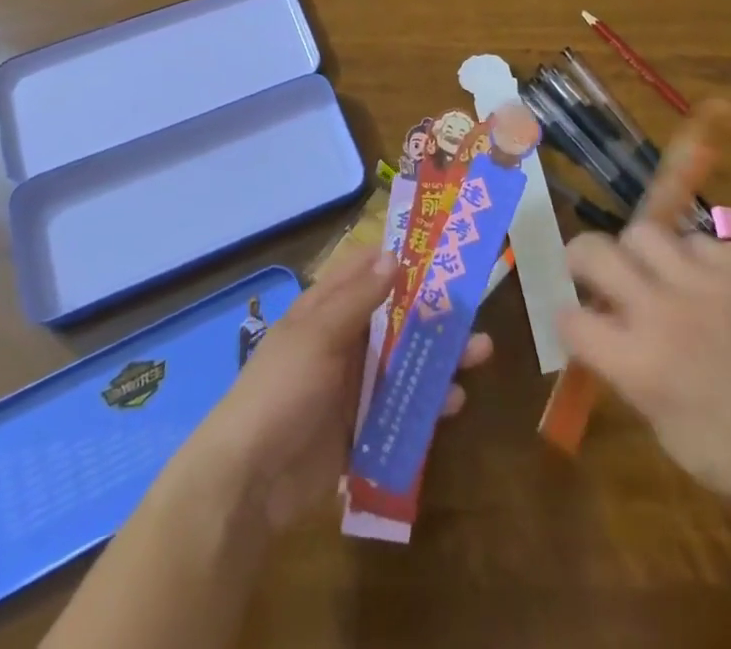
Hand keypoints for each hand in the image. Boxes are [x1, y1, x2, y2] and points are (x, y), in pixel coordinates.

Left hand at [189, 248, 491, 531]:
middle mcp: (341, 341)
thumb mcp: (318, 336)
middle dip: (433, 312)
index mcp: (324, 309)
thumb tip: (394, 255)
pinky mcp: (361, 428)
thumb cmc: (282, 391)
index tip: (441, 250)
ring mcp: (352, 386)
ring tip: (481, 353)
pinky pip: (401, 407)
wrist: (250, 481)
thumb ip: (358, 298)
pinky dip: (427, 403)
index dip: (399, 257)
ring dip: (439, 356)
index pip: (364, 270)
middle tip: (474, 308)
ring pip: (403, 361)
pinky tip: (455, 403)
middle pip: (394, 317)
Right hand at [557, 221, 730, 563]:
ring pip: (644, 231)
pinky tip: (701, 280)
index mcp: (639, 363)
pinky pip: (698, 240)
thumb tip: (605, 334)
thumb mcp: (666, 431)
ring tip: (650, 271)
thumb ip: (627, 373)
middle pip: (593, 250)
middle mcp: (662, 311)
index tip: (574, 323)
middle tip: (587, 271)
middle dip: (579, 258)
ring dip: (637, 252)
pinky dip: (690, 256)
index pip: (571, 318)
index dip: (566, 320)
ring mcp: (705, 282)